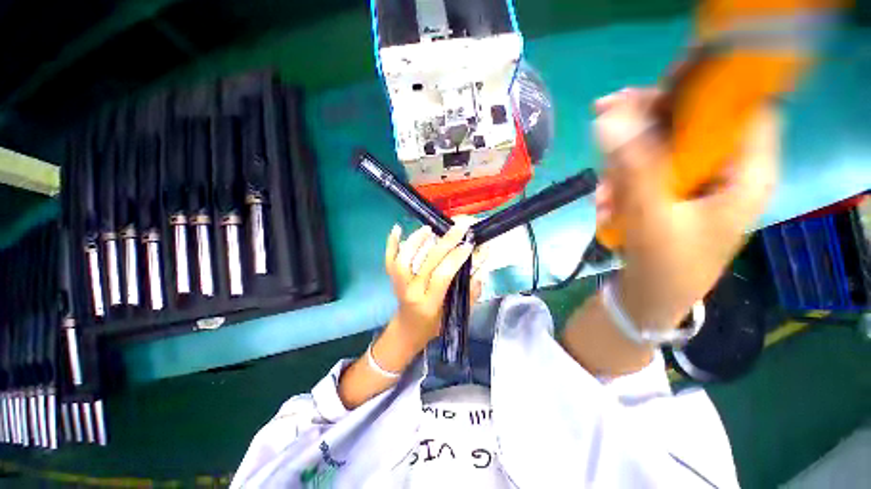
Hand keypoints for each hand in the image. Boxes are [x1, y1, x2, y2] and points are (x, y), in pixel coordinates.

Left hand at [379, 217, 488, 365]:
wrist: (407, 329)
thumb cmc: (434, 325)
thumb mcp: (456, 315)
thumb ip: (470, 294)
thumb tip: (481, 270)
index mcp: (429, 303)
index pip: (442, 276)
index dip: (456, 258)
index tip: (469, 245)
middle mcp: (411, 292)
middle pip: (427, 263)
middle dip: (446, 242)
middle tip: (460, 228)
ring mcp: (398, 284)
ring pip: (404, 259)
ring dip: (417, 240)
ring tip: (431, 227)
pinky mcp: (391, 278)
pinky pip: (389, 259)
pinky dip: (391, 243)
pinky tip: (397, 227)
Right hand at [594, 87, 778, 327]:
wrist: (653, 299)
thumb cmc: (667, 267)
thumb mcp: (651, 215)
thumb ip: (633, 166)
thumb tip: (608, 118)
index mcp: (746, 174)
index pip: (740, 107)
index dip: (702, 90)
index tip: (650, 93)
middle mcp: (729, 170)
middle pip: (695, 120)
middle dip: (645, 124)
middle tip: (603, 120)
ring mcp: (700, 181)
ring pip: (664, 144)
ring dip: (625, 162)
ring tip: (604, 196)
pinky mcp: (676, 192)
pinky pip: (649, 168)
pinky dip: (622, 180)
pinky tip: (606, 204)